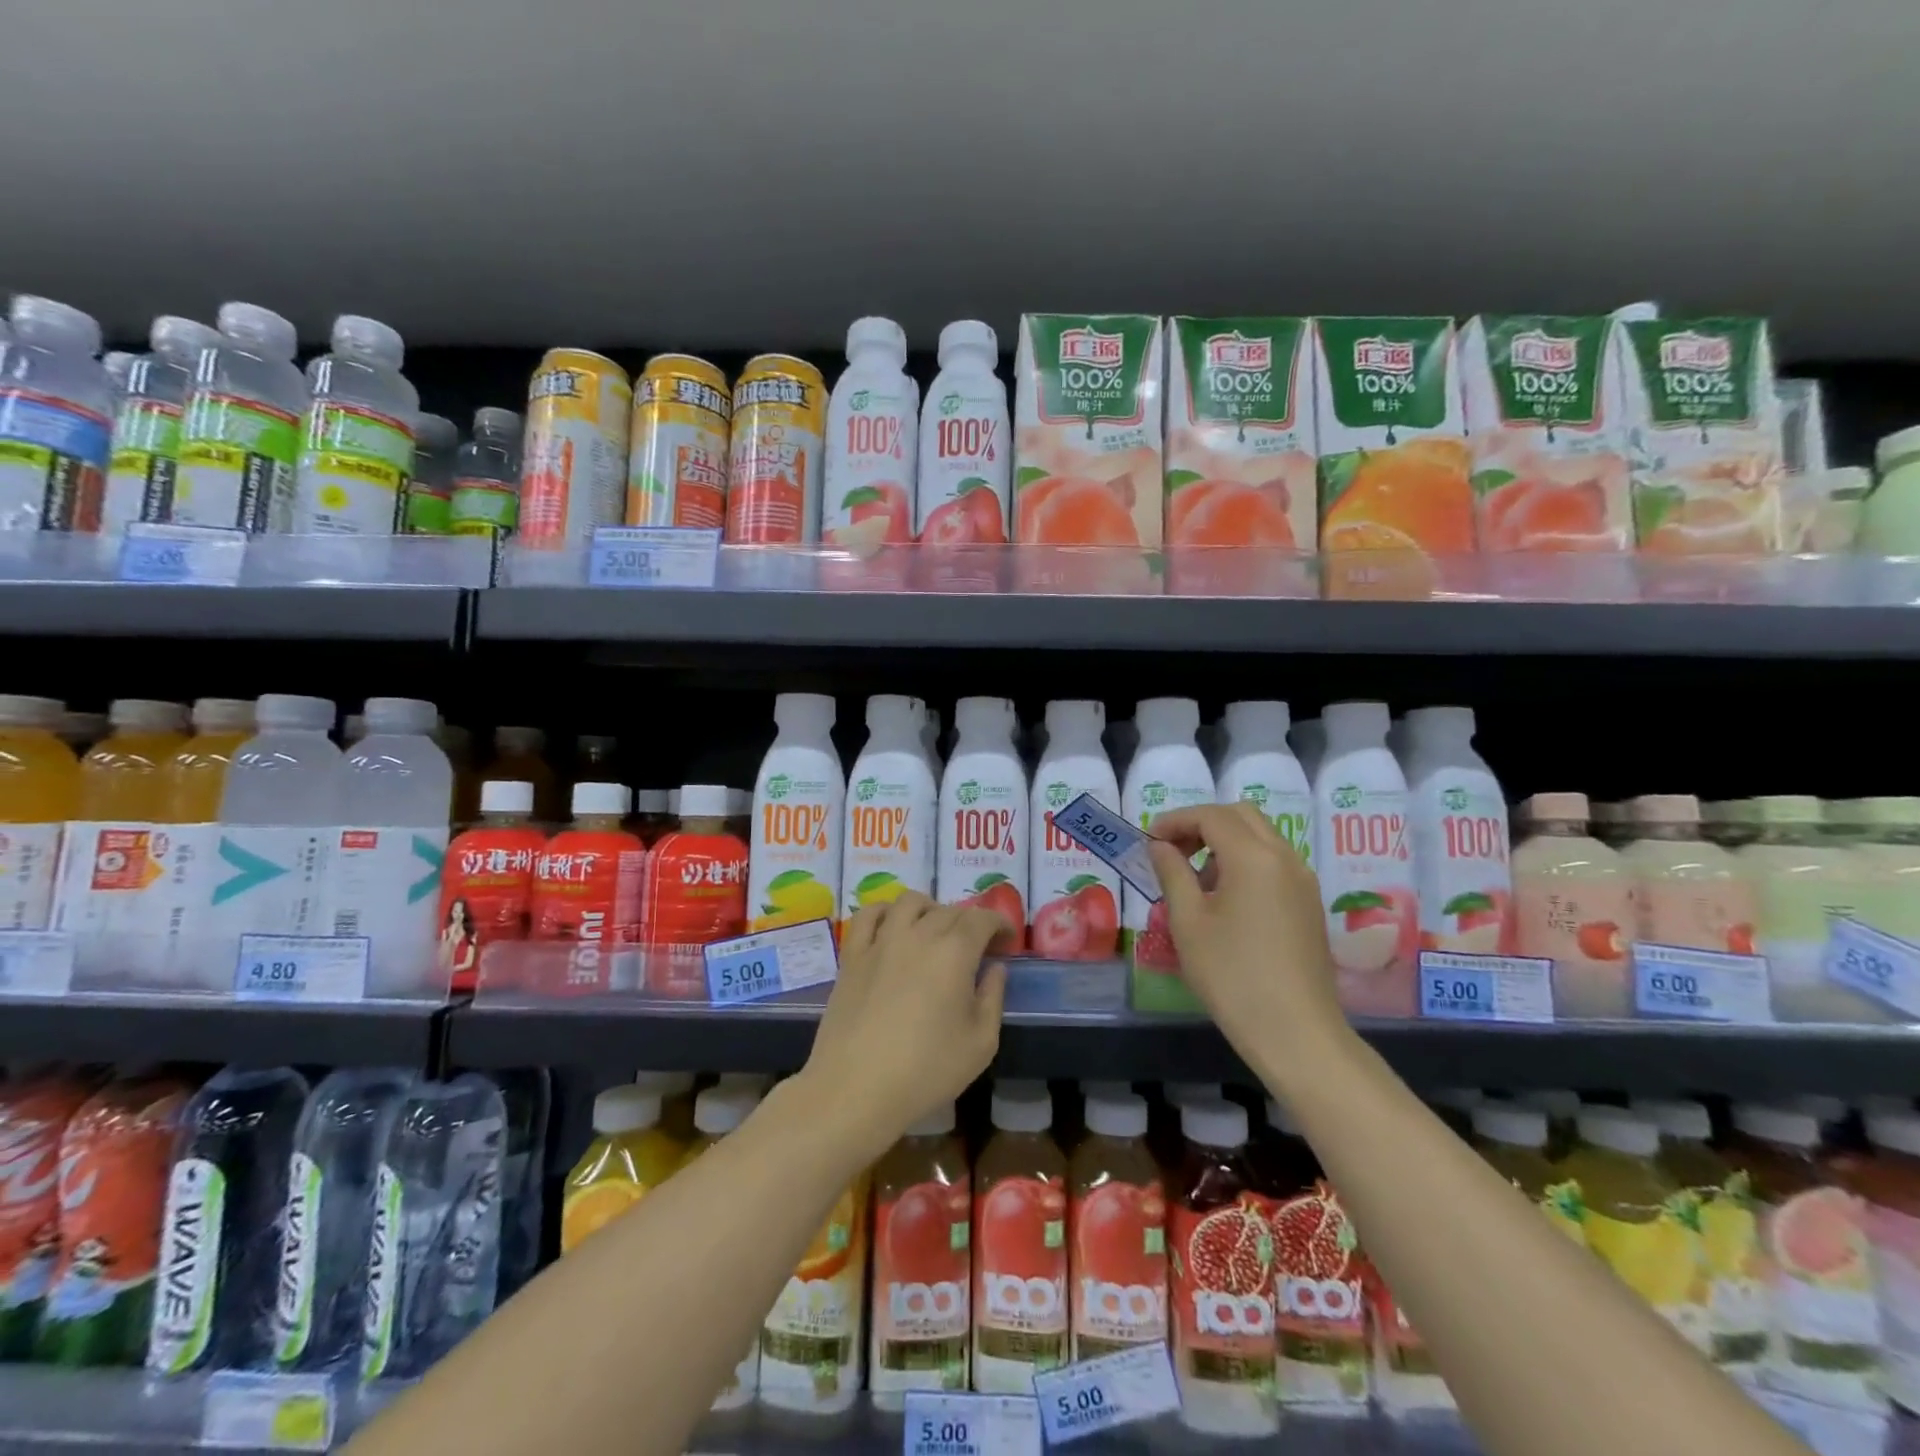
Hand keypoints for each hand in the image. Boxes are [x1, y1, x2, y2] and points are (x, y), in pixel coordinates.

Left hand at [800, 892, 1008, 1148]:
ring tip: (936, 931)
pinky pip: (870, 914)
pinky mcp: (853, 954)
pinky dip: (886, 911)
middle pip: (949, 911)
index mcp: (954, 952)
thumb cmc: (926, 1071)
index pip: (982, 919)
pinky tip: (893, 927)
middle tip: (977, 947)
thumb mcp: (980, 1044)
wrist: (855, 1088)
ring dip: (931, 909)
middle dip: (970, 922)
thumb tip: (995, 969)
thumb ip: (993, 998)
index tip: (1007, 941)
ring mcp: (881, 941)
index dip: (999, 924)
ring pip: (910, 902)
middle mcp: (918, 934)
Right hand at [1145, 803, 1349, 1063]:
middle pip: (1241, 816)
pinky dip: (1245, 861)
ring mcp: (1303, 880)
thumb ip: (1172, 873)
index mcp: (1254, 857)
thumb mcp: (1188, 922)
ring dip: (1224, 841)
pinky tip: (1224, 898)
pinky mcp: (1308, 903)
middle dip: (1202, 823)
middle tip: (1171, 850)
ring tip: (1194, 878)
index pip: (1211, 816)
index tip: (1148, 840)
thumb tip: (1159, 846)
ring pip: (1261, 837)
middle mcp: (1285, 857)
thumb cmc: (1232, 975)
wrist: (1295, 1032)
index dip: (1175, 820)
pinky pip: (1274, 861)